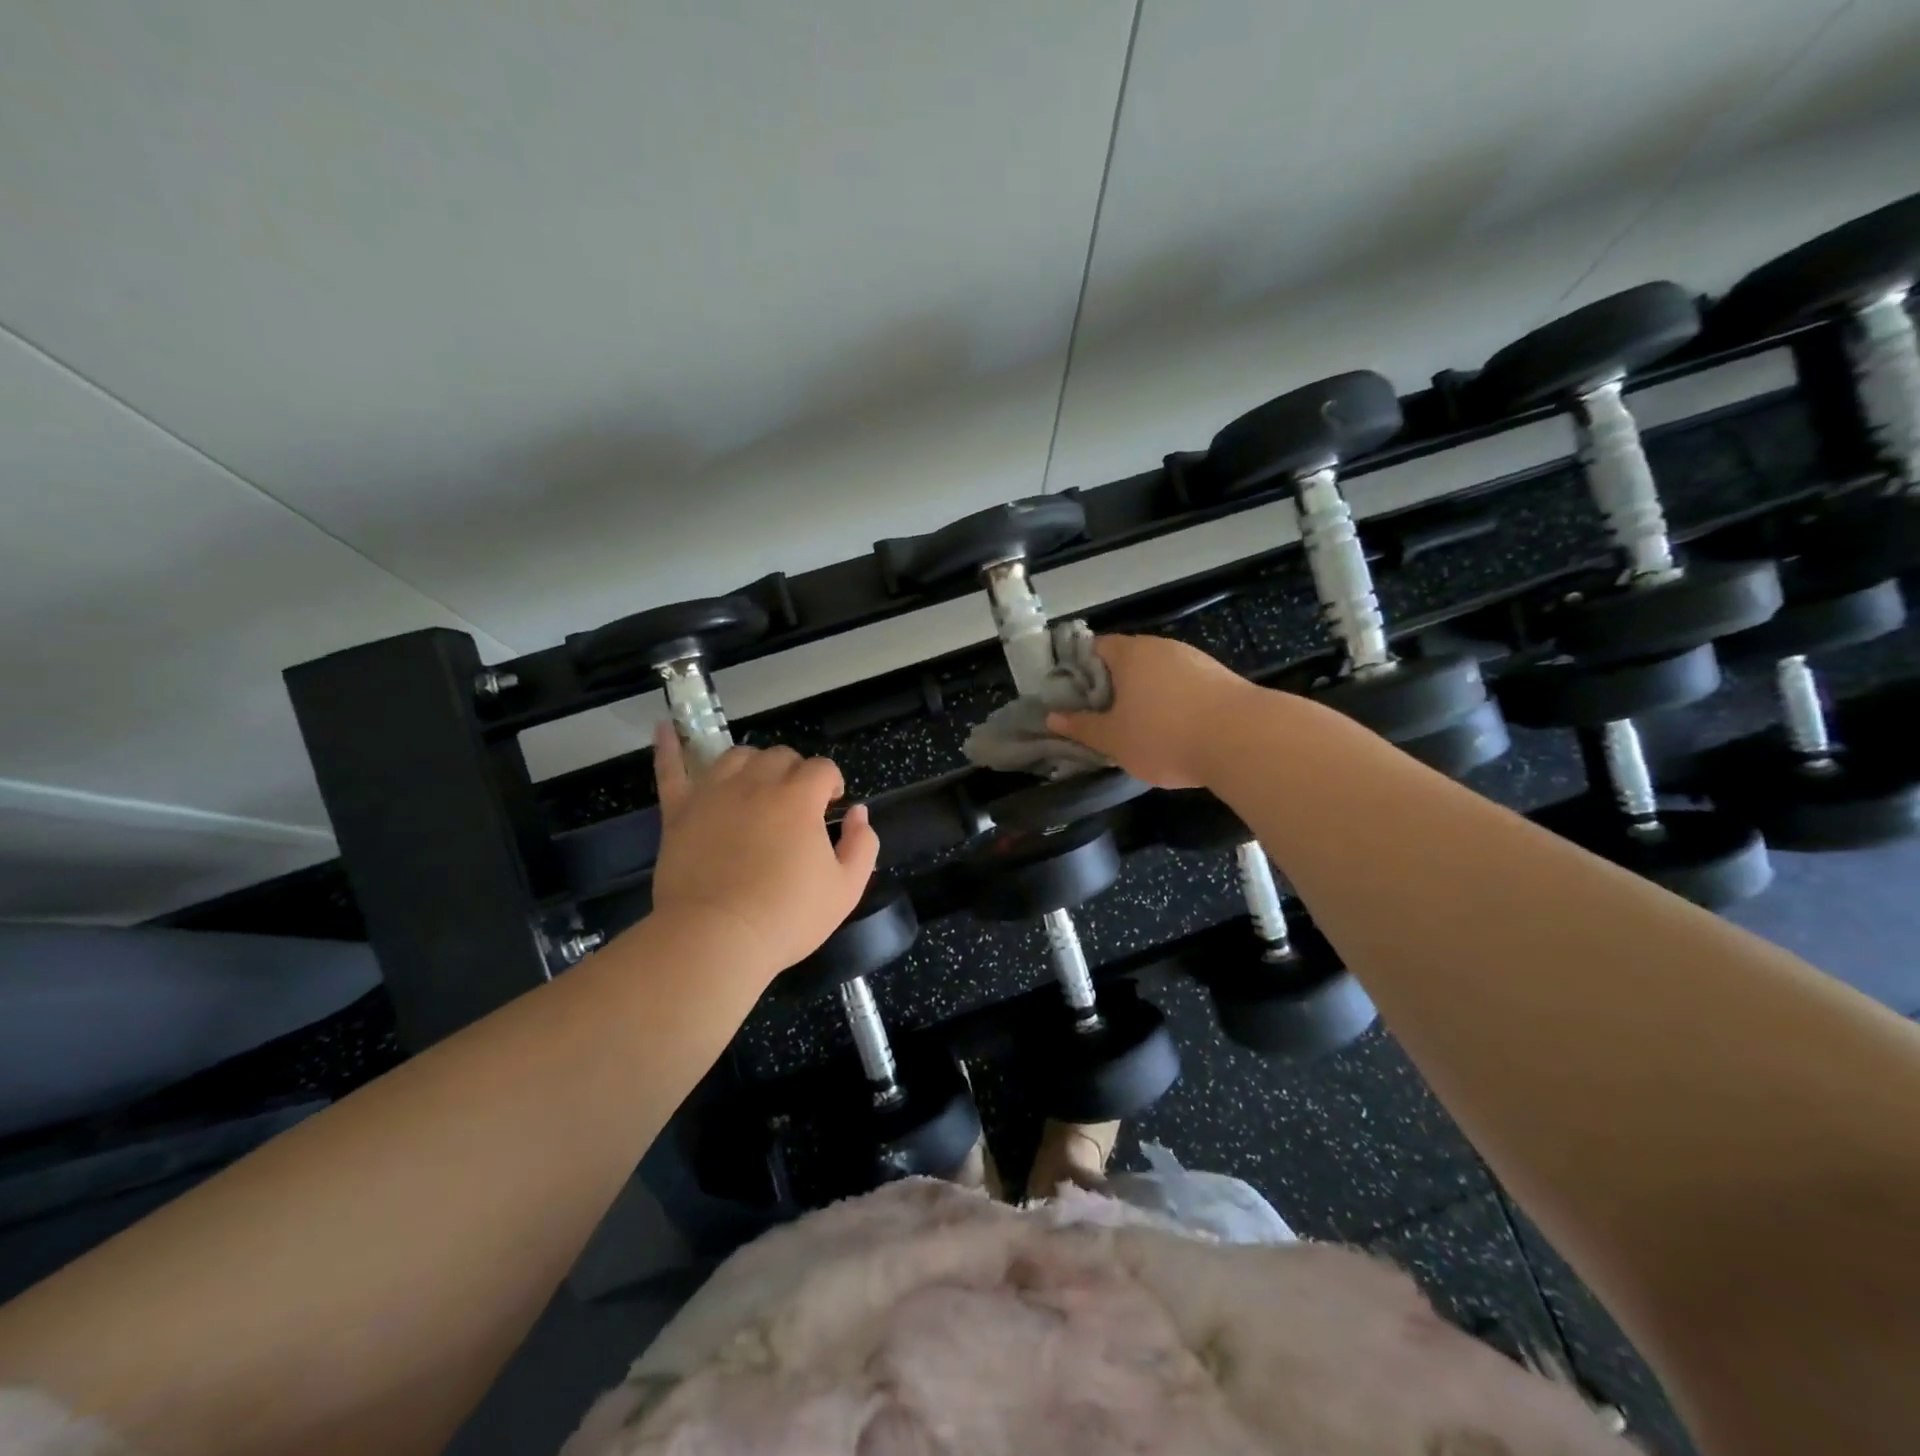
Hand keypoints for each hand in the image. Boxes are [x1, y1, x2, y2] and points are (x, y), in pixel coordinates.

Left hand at [649, 727, 879, 983]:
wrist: (717, 938)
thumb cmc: (787, 916)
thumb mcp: (846, 888)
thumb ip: (862, 844)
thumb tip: (859, 812)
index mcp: (799, 798)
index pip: (822, 768)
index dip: (832, 783)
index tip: (831, 807)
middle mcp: (756, 783)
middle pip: (780, 755)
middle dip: (796, 772)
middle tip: (796, 806)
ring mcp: (713, 793)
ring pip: (737, 756)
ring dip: (753, 763)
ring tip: (756, 785)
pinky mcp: (679, 811)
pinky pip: (671, 770)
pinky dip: (670, 747)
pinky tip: (665, 728)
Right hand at [1047, 634, 1258, 787]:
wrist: (1244, 740)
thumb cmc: (1165, 736)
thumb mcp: (1114, 740)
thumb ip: (1082, 727)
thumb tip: (1052, 717)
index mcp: (1130, 653)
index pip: (1094, 648)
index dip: (1078, 670)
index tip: (1072, 697)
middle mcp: (1161, 647)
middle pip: (1126, 659)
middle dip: (1111, 685)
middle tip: (1101, 717)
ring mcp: (1194, 660)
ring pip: (1156, 673)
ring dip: (1144, 695)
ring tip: (1137, 727)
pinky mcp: (1219, 678)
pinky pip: (1183, 685)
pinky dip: (1172, 702)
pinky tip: (1174, 729)